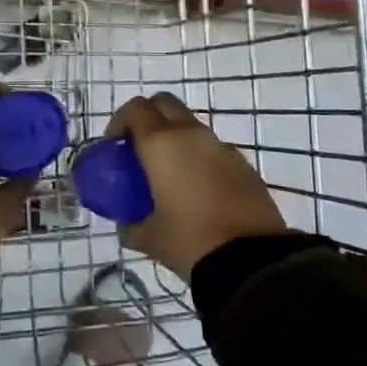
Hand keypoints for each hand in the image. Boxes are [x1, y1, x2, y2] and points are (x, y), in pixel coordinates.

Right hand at [102, 93, 285, 281]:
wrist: (251, 261)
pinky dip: (200, 158)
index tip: (114, 145)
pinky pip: (213, 150)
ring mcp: (222, 147)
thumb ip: (130, 225)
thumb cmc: (189, 240)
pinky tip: (198, 191)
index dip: (120, 121)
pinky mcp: (244, 165)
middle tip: (139, 149)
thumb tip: (126, 224)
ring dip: (176, 139)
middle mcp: (192, 135)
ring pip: (192, 126)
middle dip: (149, 118)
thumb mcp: (148, 237)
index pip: (136, 109)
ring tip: (169, 174)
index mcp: (161, 144)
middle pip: (165, 104)